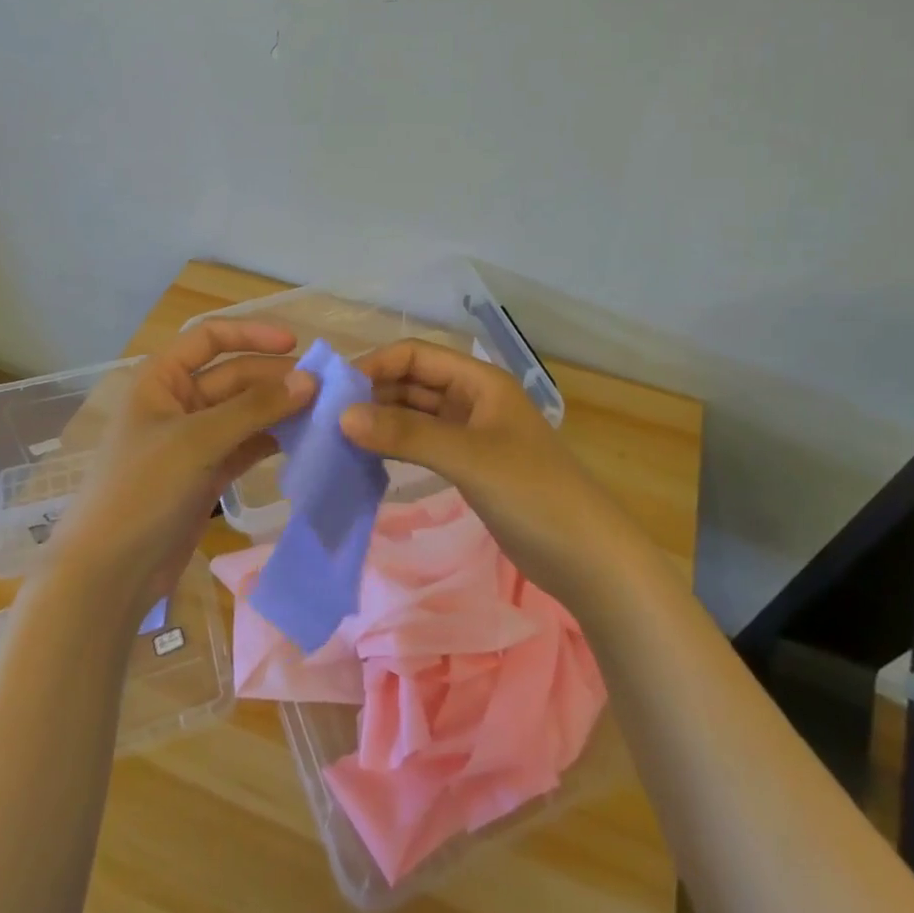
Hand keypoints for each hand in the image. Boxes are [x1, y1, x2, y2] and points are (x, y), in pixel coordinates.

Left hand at [46, 320, 315, 613]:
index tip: (296, 345)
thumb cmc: (143, 490)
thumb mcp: (198, 441)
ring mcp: (193, 441)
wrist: (108, 574)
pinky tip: (303, 441)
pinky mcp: (206, 474)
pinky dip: (271, 441)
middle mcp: (178, 402)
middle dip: (274, 379)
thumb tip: (309, 380)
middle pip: (233, 376)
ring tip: (322, 414)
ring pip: (244, 412)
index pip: (210, 337)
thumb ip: (255, 408)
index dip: (252, 334)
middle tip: (324, 389)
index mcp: (161, 379)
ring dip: (278, 411)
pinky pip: (245, 445)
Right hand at [341, 340, 627, 606]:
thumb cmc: (532, 493)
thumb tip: (342, 416)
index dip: (375, 365)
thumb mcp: (468, 458)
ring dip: (381, 421)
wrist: (587, 557)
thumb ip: (406, 435)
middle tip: (326, 417)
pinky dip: (396, 446)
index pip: (416, 355)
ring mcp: (470, 433)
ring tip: (337, 438)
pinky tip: (365, 459)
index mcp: (479, 380)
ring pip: (415, 414)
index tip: (334, 390)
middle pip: (413, 382)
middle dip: (373, 394)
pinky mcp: (468, 465)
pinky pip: (422, 444)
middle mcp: (472, 399)